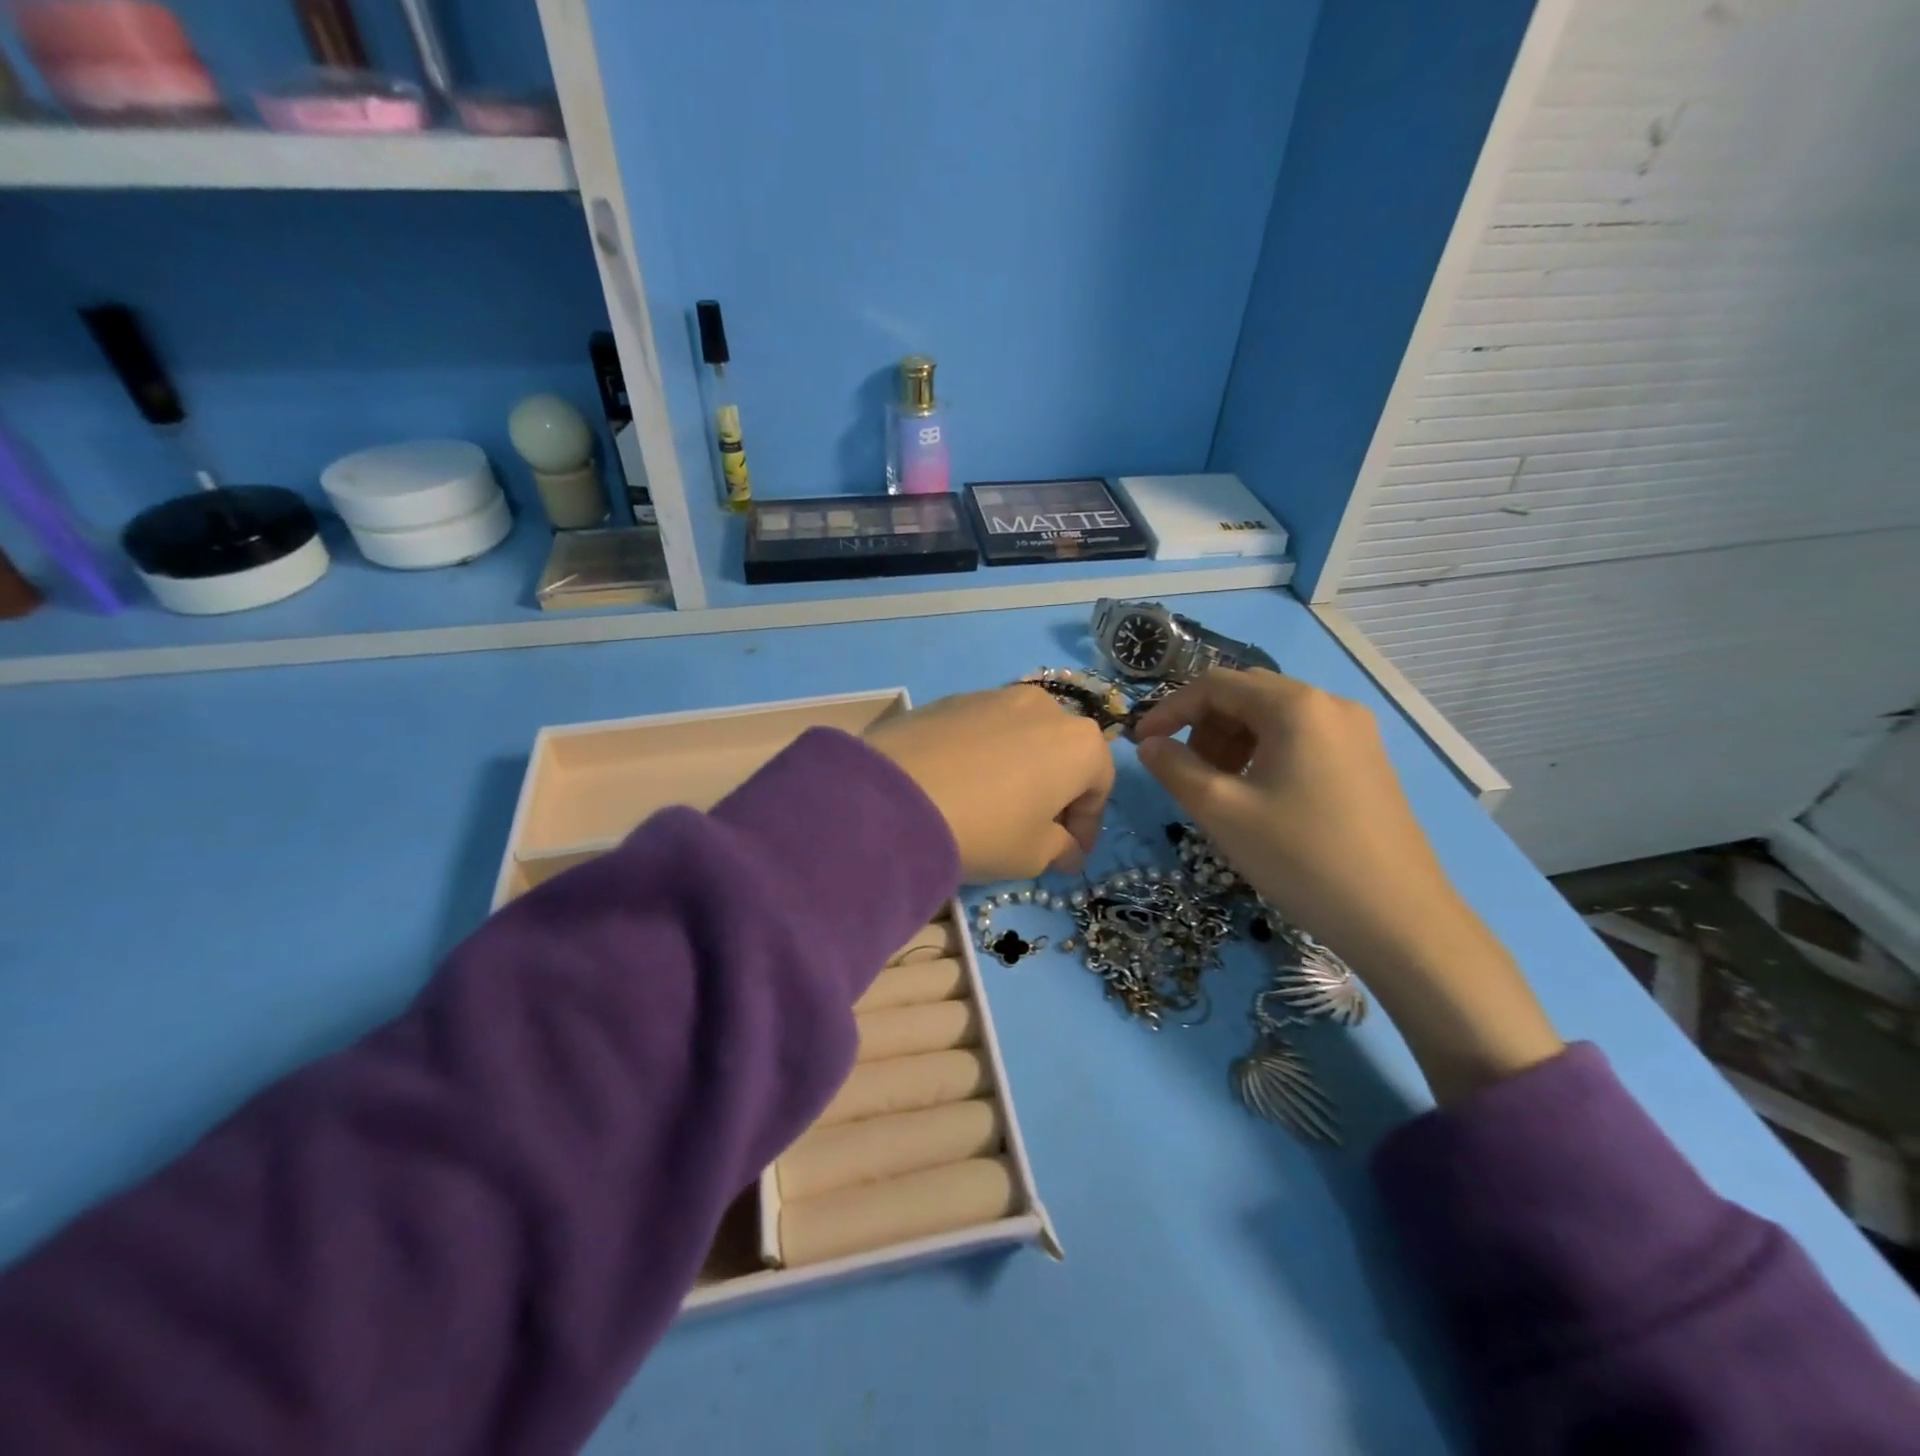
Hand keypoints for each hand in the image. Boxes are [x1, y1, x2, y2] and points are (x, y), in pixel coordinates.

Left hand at [866, 685, 1114, 883]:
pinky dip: (982, 756)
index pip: (1099, 787)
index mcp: (1080, 743)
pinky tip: (958, 785)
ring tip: (993, 805)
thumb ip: (1061, 849)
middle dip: (1054, 793)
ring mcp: (995, 696)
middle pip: (1061, 755)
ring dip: (1018, 770)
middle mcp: (1045, 707)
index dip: (1087, 826)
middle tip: (1035, 830)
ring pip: (1021, 738)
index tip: (1070, 855)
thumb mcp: (1034, 854)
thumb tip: (1068, 850)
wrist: (896, 797)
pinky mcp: (951, 698)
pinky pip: (981, 731)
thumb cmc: (986, 829)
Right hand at [1133, 670, 1561, 1104]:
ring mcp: (1356, 733)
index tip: (1142, 744)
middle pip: (1247, 695)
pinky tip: (1259, 797)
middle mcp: (1330, 705)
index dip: (1169, 709)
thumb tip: (1150, 744)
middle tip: (1184, 772)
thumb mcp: (1220, 810)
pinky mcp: (1367, 761)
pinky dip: (1265, 755)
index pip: (1215, 684)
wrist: (1398, 919)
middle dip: (1203, 726)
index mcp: (1295, 705)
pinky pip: (1301, 740)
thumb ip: (1174, 767)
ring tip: (1219, 789)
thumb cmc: (1300, 858)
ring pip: (1274, 719)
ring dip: (1233, 742)